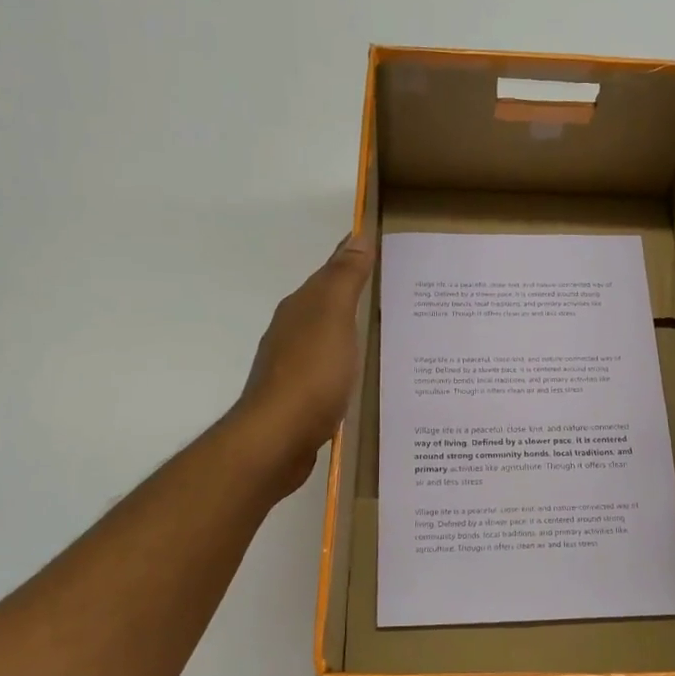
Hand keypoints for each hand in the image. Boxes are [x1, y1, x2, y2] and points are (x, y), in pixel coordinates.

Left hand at [230, 233, 374, 496]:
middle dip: (355, 296)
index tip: (381, 248)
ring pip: (327, 338)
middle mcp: (292, 332)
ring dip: (350, 331)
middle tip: (396, 293)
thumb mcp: (333, 317)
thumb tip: (357, 237)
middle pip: (327, 305)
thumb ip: (345, 278)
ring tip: (386, 333)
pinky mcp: (300, 399)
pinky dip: (346, 364)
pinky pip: (329, 370)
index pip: (330, 273)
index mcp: (301, 309)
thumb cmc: (311, 373)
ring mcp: (294, 367)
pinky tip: (362, 375)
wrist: (278, 438)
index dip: (353, 259)